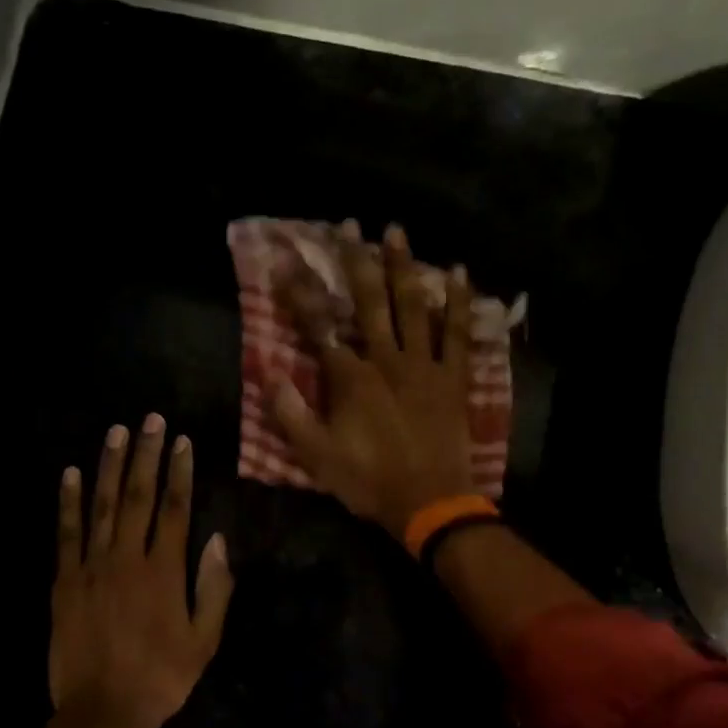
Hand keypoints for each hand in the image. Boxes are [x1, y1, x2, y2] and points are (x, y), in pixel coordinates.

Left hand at [49, 415, 233, 727]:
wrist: (102, 712)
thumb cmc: (161, 678)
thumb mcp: (204, 641)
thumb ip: (213, 588)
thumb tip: (216, 539)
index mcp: (164, 571)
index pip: (175, 509)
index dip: (179, 472)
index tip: (181, 441)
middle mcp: (127, 559)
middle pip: (137, 496)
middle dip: (145, 455)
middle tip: (150, 419)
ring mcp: (91, 567)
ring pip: (101, 505)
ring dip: (108, 466)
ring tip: (116, 432)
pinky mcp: (64, 581)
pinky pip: (65, 533)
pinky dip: (67, 502)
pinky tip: (70, 474)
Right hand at [272, 221, 476, 536]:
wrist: (429, 502)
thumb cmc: (369, 481)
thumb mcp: (317, 456)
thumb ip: (290, 414)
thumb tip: (268, 373)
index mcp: (350, 378)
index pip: (318, 326)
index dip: (299, 292)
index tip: (285, 259)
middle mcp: (385, 360)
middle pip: (368, 302)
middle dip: (354, 261)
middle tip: (349, 225)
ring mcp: (423, 365)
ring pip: (412, 306)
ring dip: (402, 267)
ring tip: (395, 231)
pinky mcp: (452, 378)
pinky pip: (457, 333)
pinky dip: (458, 302)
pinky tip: (457, 273)